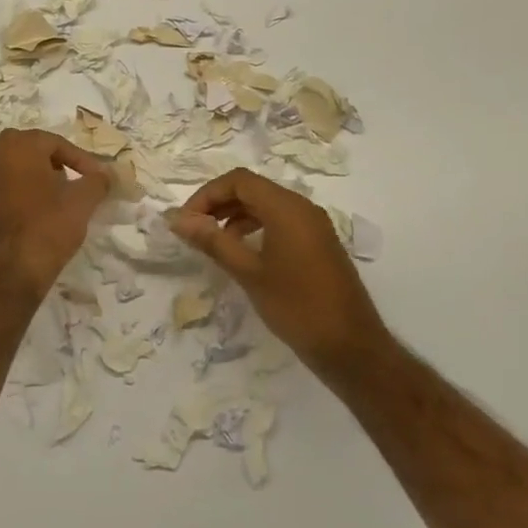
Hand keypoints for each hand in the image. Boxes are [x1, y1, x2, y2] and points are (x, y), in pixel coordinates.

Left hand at [0, 130, 110, 304]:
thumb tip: (105, 174)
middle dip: (56, 167)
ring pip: (13, 171)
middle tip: (76, 186)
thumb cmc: (45, 228)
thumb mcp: (82, 202)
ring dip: (36, 181)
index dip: (82, 161)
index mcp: (16, 145)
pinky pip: (0, 191)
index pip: (56, 143)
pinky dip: (19, 196)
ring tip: (57, 203)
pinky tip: (34, 217)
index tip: (99, 180)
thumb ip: (97, 181)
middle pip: (31, 153)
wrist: (4, 274)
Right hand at [167, 169, 395, 375]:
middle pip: (252, 189)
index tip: (186, 221)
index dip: (207, 195)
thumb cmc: (296, 306)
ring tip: (213, 243)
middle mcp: (302, 208)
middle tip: (193, 230)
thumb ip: (212, 241)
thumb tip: (177, 219)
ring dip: (235, 216)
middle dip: (219, 204)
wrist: (350, 346)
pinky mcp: (318, 244)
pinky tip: (242, 254)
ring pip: (266, 206)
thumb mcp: (248, 272)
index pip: (239, 181)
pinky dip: (255, 228)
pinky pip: (280, 222)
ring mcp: (313, 226)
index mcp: (287, 208)